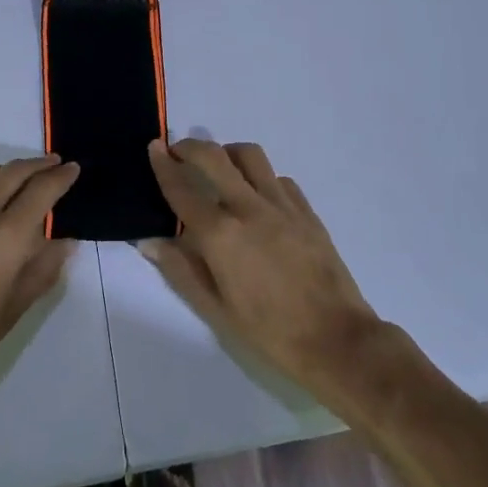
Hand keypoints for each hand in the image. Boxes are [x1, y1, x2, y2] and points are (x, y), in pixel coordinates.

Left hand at [0, 156, 80, 407]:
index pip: (42, 190)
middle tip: (53, 164)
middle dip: (38, 164)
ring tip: (16, 181)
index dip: (61, 176)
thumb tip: (63, 241)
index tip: (73, 169)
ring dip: (6, 171)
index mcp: (4, 237)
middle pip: (13, 171)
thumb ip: (42, 269)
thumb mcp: (12, 311)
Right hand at [141, 139, 381, 395]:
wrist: (337, 340)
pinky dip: (260, 177)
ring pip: (250, 156)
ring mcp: (282, 205)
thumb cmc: (269, 332)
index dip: (163, 166)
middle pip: (214, 157)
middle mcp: (249, 208)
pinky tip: (257, 196)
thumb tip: (150, 242)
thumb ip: (181, 270)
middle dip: (191, 146)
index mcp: (220, 235)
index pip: (182, 189)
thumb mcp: (216, 310)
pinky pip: (278, 178)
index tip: (154, 148)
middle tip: (178, 151)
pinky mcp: (307, 211)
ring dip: (227, 153)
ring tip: (219, 167)